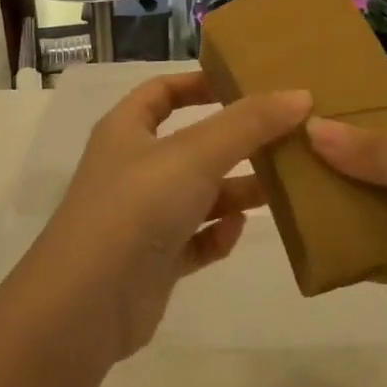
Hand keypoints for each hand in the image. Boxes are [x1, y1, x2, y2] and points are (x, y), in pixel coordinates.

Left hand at [28, 73, 310, 361]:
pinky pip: (194, 239)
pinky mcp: (153, 261)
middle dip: (235, 141)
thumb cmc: (137, 206)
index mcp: (127, 130)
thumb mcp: (196, 154)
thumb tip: (300, 94)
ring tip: (281, 185)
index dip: (200, 82)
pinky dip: (217, 234)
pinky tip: (237, 232)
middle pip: (191, 144)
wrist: (86, 304)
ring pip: (198, 194)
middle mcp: (132, 169)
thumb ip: (249, 123)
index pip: (162, 91)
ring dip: (235, 190)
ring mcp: (141, 217)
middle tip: (285, 136)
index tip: (246, 84)